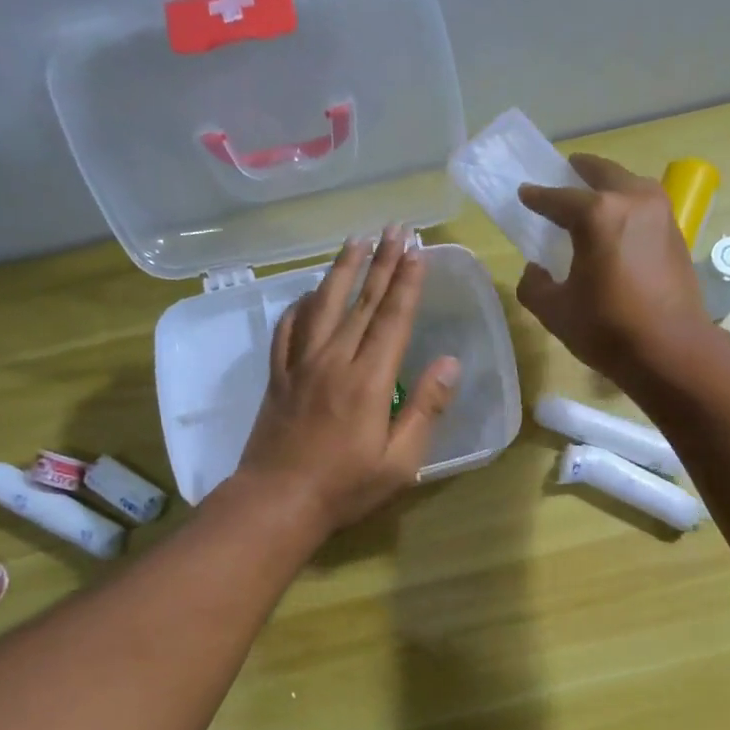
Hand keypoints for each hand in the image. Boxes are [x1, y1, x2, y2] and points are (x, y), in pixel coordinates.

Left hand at [237, 227, 460, 533]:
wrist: (277, 501)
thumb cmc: (345, 487)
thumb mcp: (400, 461)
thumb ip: (425, 409)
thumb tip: (451, 362)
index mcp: (368, 380)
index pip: (393, 319)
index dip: (407, 282)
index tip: (417, 250)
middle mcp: (334, 360)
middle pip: (361, 303)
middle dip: (381, 262)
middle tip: (394, 228)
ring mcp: (301, 365)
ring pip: (323, 305)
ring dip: (342, 270)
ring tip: (356, 240)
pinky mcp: (278, 376)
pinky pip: (288, 329)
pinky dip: (300, 305)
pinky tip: (307, 292)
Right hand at [516, 154, 711, 383]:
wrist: (671, 350)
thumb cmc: (608, 329)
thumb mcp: (556, 311)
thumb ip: (534, 286)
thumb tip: (534, 270)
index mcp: (597, 214)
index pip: (558, 198)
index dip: (537, 197)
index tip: (525, 194)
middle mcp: (632, 200)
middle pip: (602, 174)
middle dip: (580, 171)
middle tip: (565, 172)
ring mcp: (661, 214)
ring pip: (630, 185)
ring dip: (610, 185)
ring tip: (594, 196)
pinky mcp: (677, 233)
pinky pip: (646, 206)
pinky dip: (628, 206)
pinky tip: (618, 225)